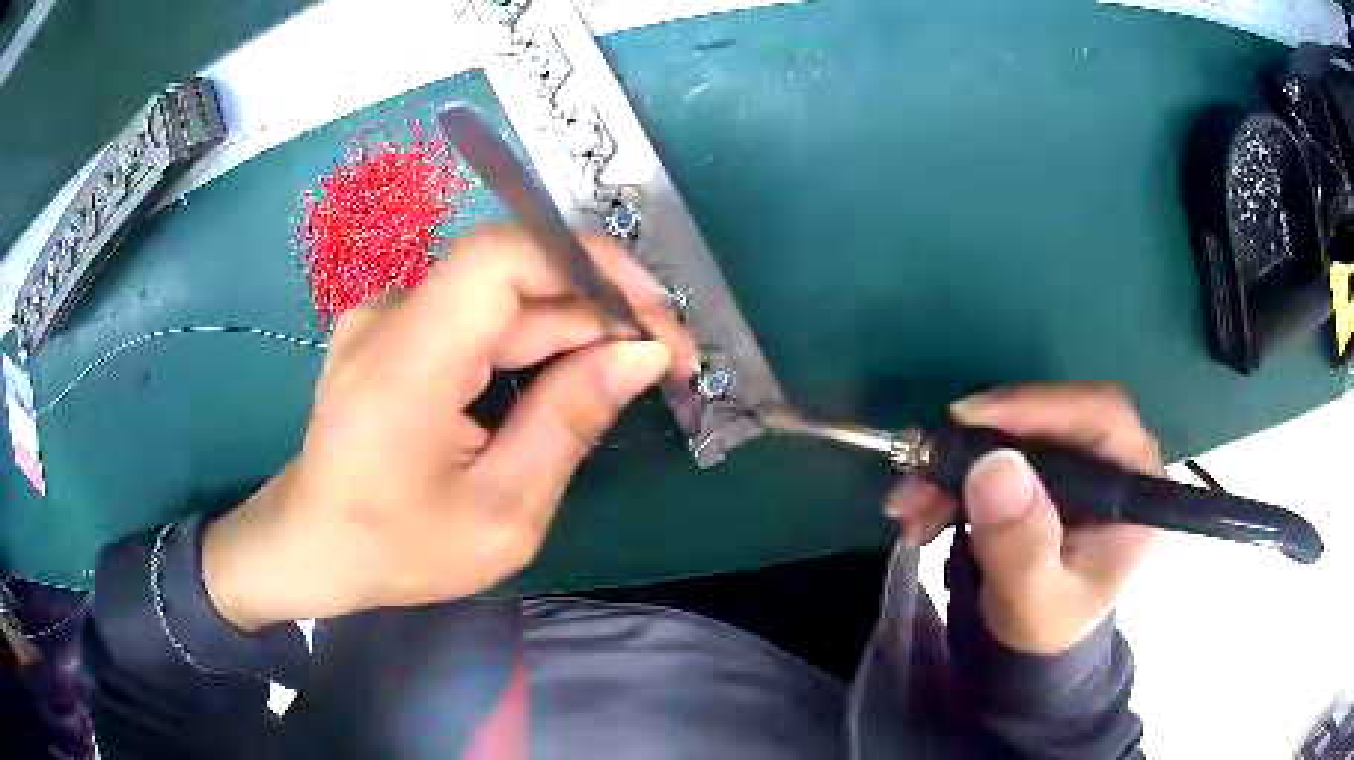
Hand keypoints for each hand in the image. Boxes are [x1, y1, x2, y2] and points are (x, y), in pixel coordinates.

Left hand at [202, 226, 697, 631]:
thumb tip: (643, 355)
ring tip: (626, 372)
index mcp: (407, 359)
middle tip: (663, 360)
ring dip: (569, 327)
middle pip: (512, 278)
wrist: (310, 546)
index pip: (505, 256)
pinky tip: (562, 377)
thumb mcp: (500, 513)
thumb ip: (568, 424)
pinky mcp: (390, 331)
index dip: (591, 264)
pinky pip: (472, 317)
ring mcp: (384, 317)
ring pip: (497, 299)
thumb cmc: (397, 548)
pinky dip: (527, 339)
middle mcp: (390, 314)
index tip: (655, 313)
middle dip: (598, 309)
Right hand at [887, 383, 1162, 654]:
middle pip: (1050, 418)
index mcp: (1137, 488)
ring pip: (1015, 433)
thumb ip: (1021, 545)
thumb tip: (995, 466)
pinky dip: (953, 476)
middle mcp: (1115, 459)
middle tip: (921, 470)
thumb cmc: (1046, 626)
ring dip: (955, 464)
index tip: (969, 419)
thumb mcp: (1032, 602)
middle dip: (978, 444)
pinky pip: (996, 451)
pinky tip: (921, 508)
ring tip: (909, 506)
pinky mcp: (1047, 464)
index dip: (1039, 407)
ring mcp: (1079, 458)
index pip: (1101, 417)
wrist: (1035, 640)